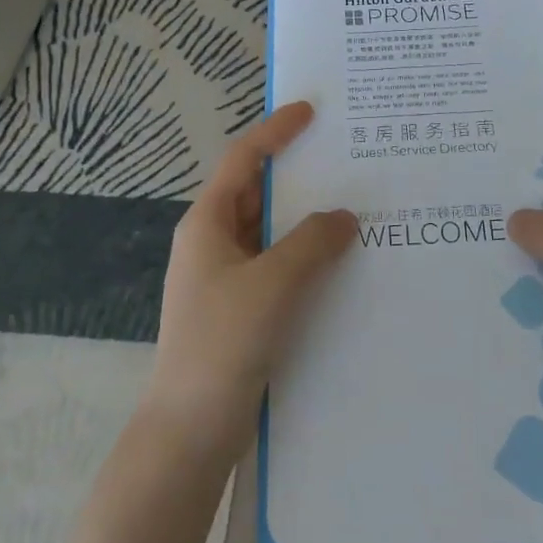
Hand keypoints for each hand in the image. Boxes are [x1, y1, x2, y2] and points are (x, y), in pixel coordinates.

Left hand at [145, 102, 355, 459]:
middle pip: (256, 193)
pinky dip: (303, 258)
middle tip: (345, 160)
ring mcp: (223, 279)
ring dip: (304, 221)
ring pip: (268, 233)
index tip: (310, 110)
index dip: (275, 131)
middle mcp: (212, 243)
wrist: (188, 431)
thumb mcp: (273, 284)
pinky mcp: (238, 310)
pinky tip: (338, 266)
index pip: (242, 160)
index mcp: (207, 223)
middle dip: (297, 175)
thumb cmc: (223, 343)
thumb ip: (312, 242)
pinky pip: (275, 268)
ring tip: (353, 208)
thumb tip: (344, 216)